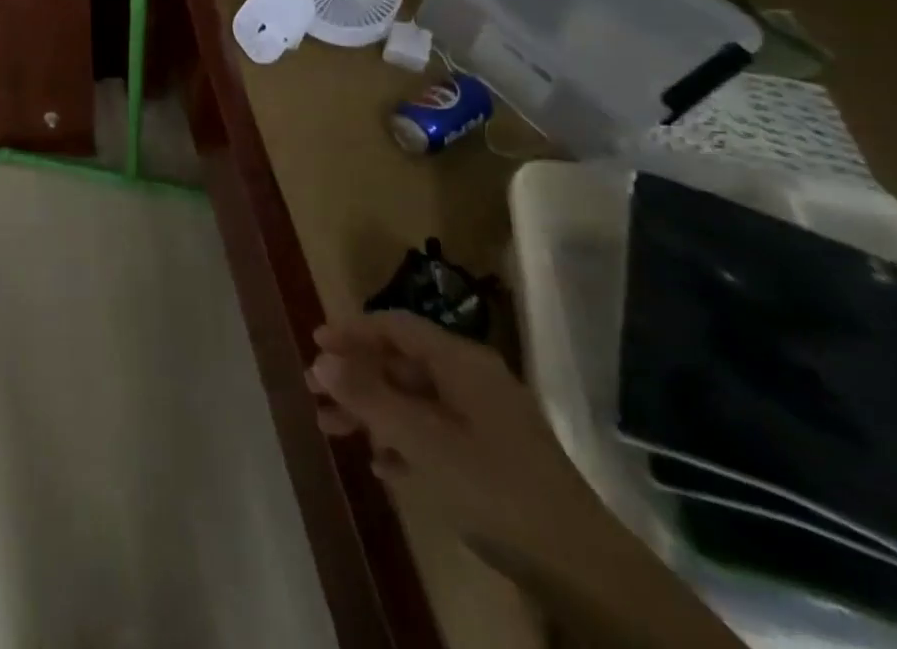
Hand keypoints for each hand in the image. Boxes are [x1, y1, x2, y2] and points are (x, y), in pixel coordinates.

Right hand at [307, 312, 602, 569]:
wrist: (582, 570)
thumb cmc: (495, 486)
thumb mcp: (422, 441)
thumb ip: (369, 397)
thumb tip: (322, 359)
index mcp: (461, 362)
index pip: (396, 327)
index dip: (353, 331)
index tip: (315, 342)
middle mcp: (472, 380)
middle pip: (400, 364)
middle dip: (355, 377)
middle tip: (314, 391)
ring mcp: (485, 421)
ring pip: (413, 402)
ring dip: (371, 412)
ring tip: (331, 430)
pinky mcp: (493, 460)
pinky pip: (434, 435)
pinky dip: (402, 443)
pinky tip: (381, 467)